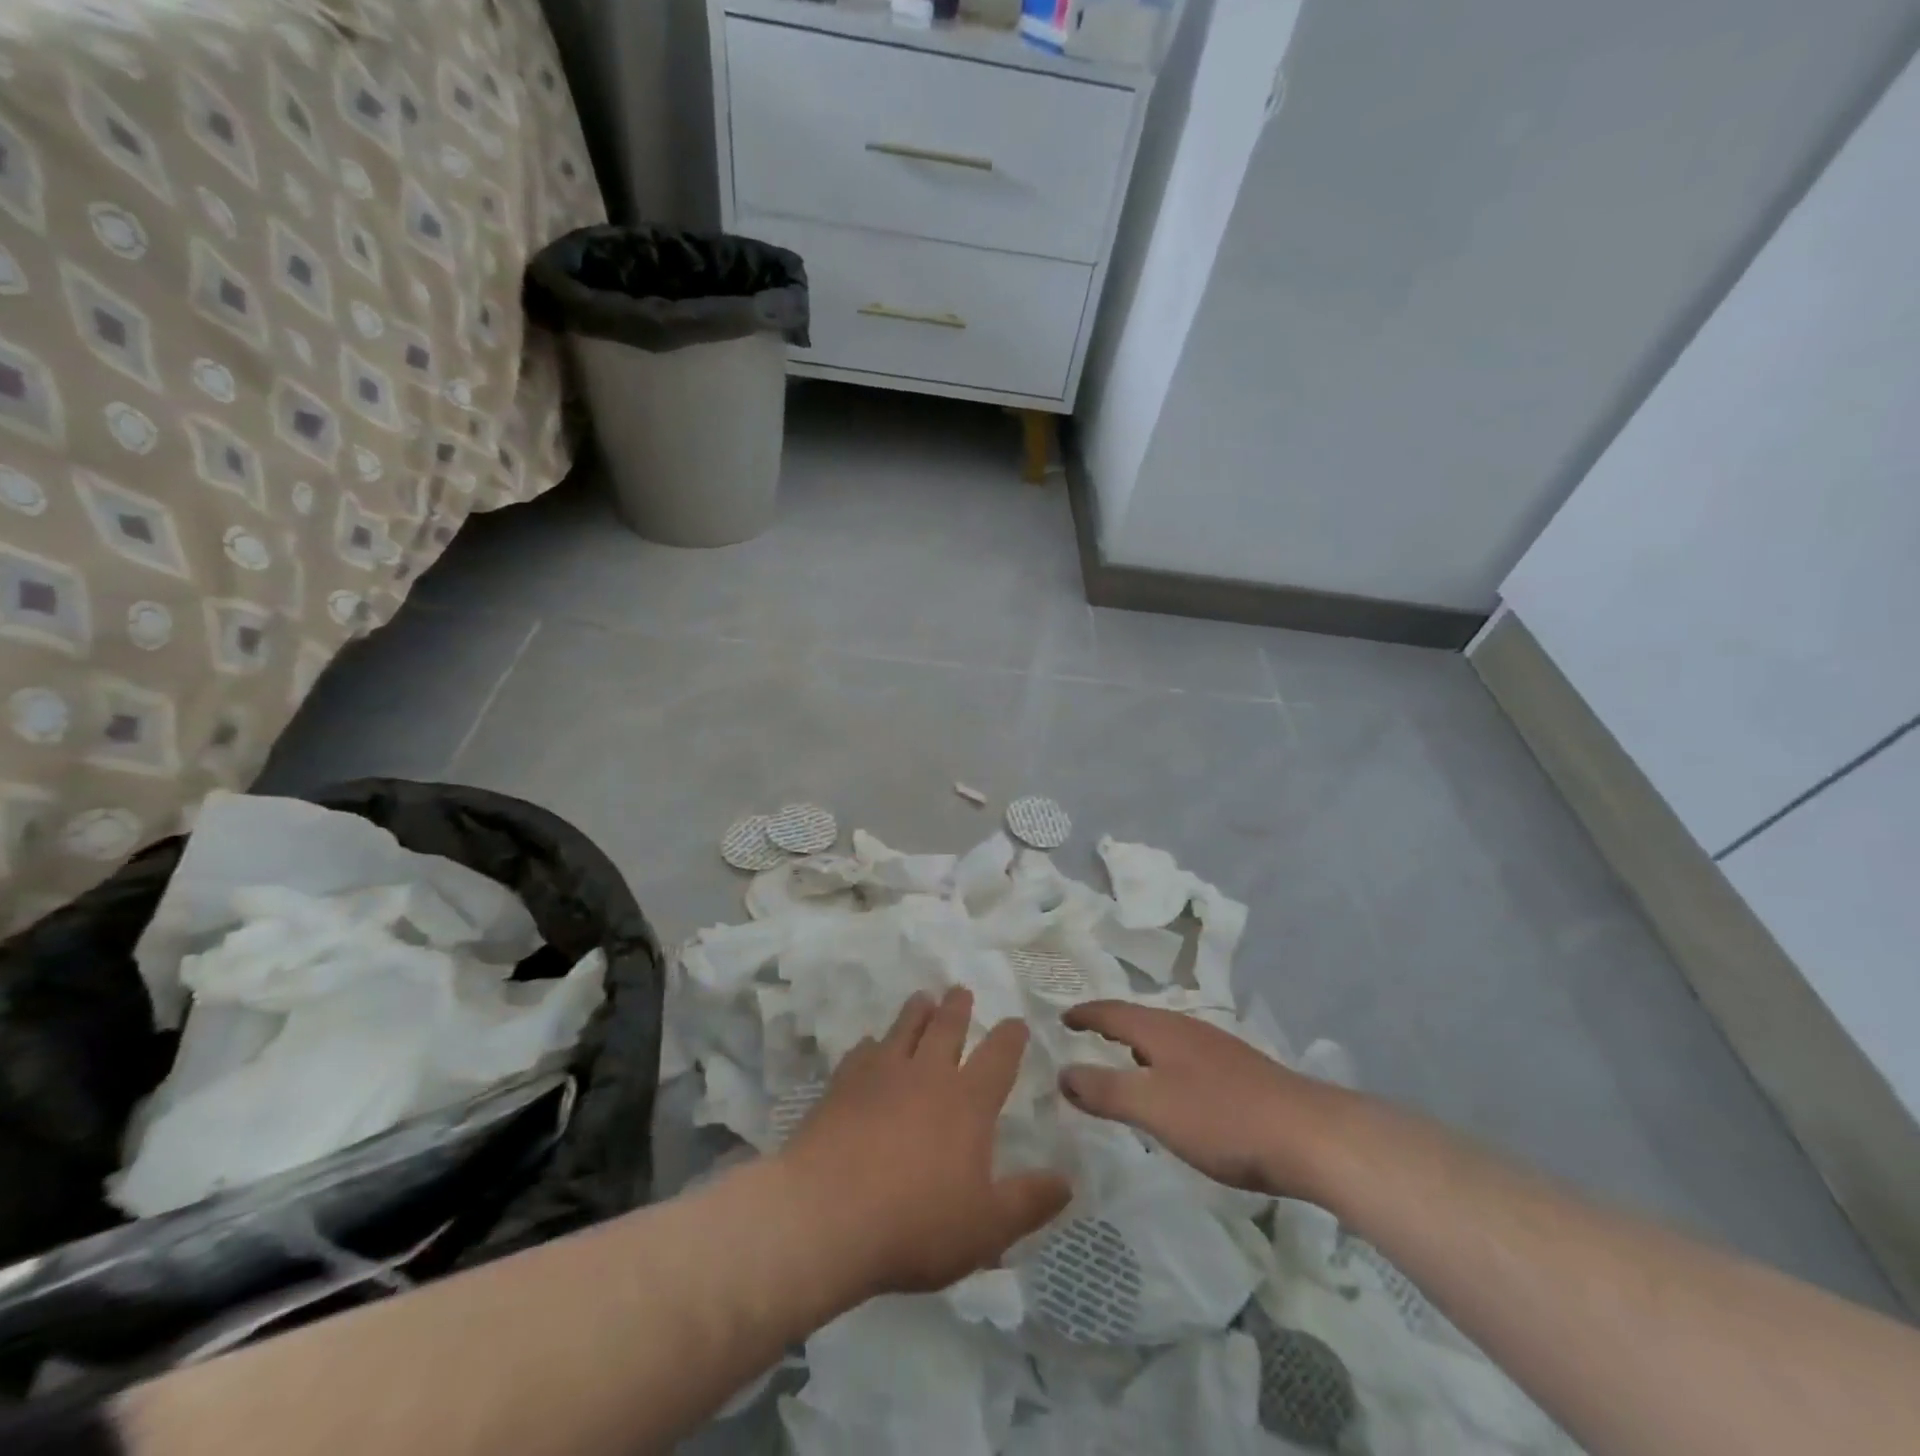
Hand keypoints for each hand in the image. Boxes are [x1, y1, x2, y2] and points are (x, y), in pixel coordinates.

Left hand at [779, 988, 1071, 1299]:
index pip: (997, 1057)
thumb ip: (1028, 1202)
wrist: (825, 1214)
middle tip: (961, 990)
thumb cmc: (915, 1224)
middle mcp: (927, 1074)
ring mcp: (880, 1074)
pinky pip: (861, 1053)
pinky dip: (871, 1045)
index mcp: (967, 1102)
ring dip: (916, 1011)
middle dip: (958, 1007)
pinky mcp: (842, 1085)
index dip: (1010, 1038)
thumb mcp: (986, 1228)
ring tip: (923, 998)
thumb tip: (1067, 1180)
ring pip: (904, 1029)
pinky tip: (868, 1044)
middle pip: (946, 1028)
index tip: (1016, 1022)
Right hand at [1059, 1001, 1347, 1197]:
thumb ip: (1105, 1090)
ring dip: (1138, 1046)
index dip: (1084, 1014)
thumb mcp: (1152, 1106)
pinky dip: (1163, 1065)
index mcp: (1161, 1029)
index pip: (1112, 1011)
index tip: (1060, 1018)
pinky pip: (1185, 1058)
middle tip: (1084, 1037)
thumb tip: (1062, 1072)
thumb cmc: (1222, 1118)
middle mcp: (1187, 1029)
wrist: (1309, 1136)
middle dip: (1110, 1026)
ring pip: (1164, 1039)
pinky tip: (1172, 1090)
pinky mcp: (1239, 1073)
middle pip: (1139, 1020)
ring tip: (1121, 1062)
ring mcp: (1217, 1049)